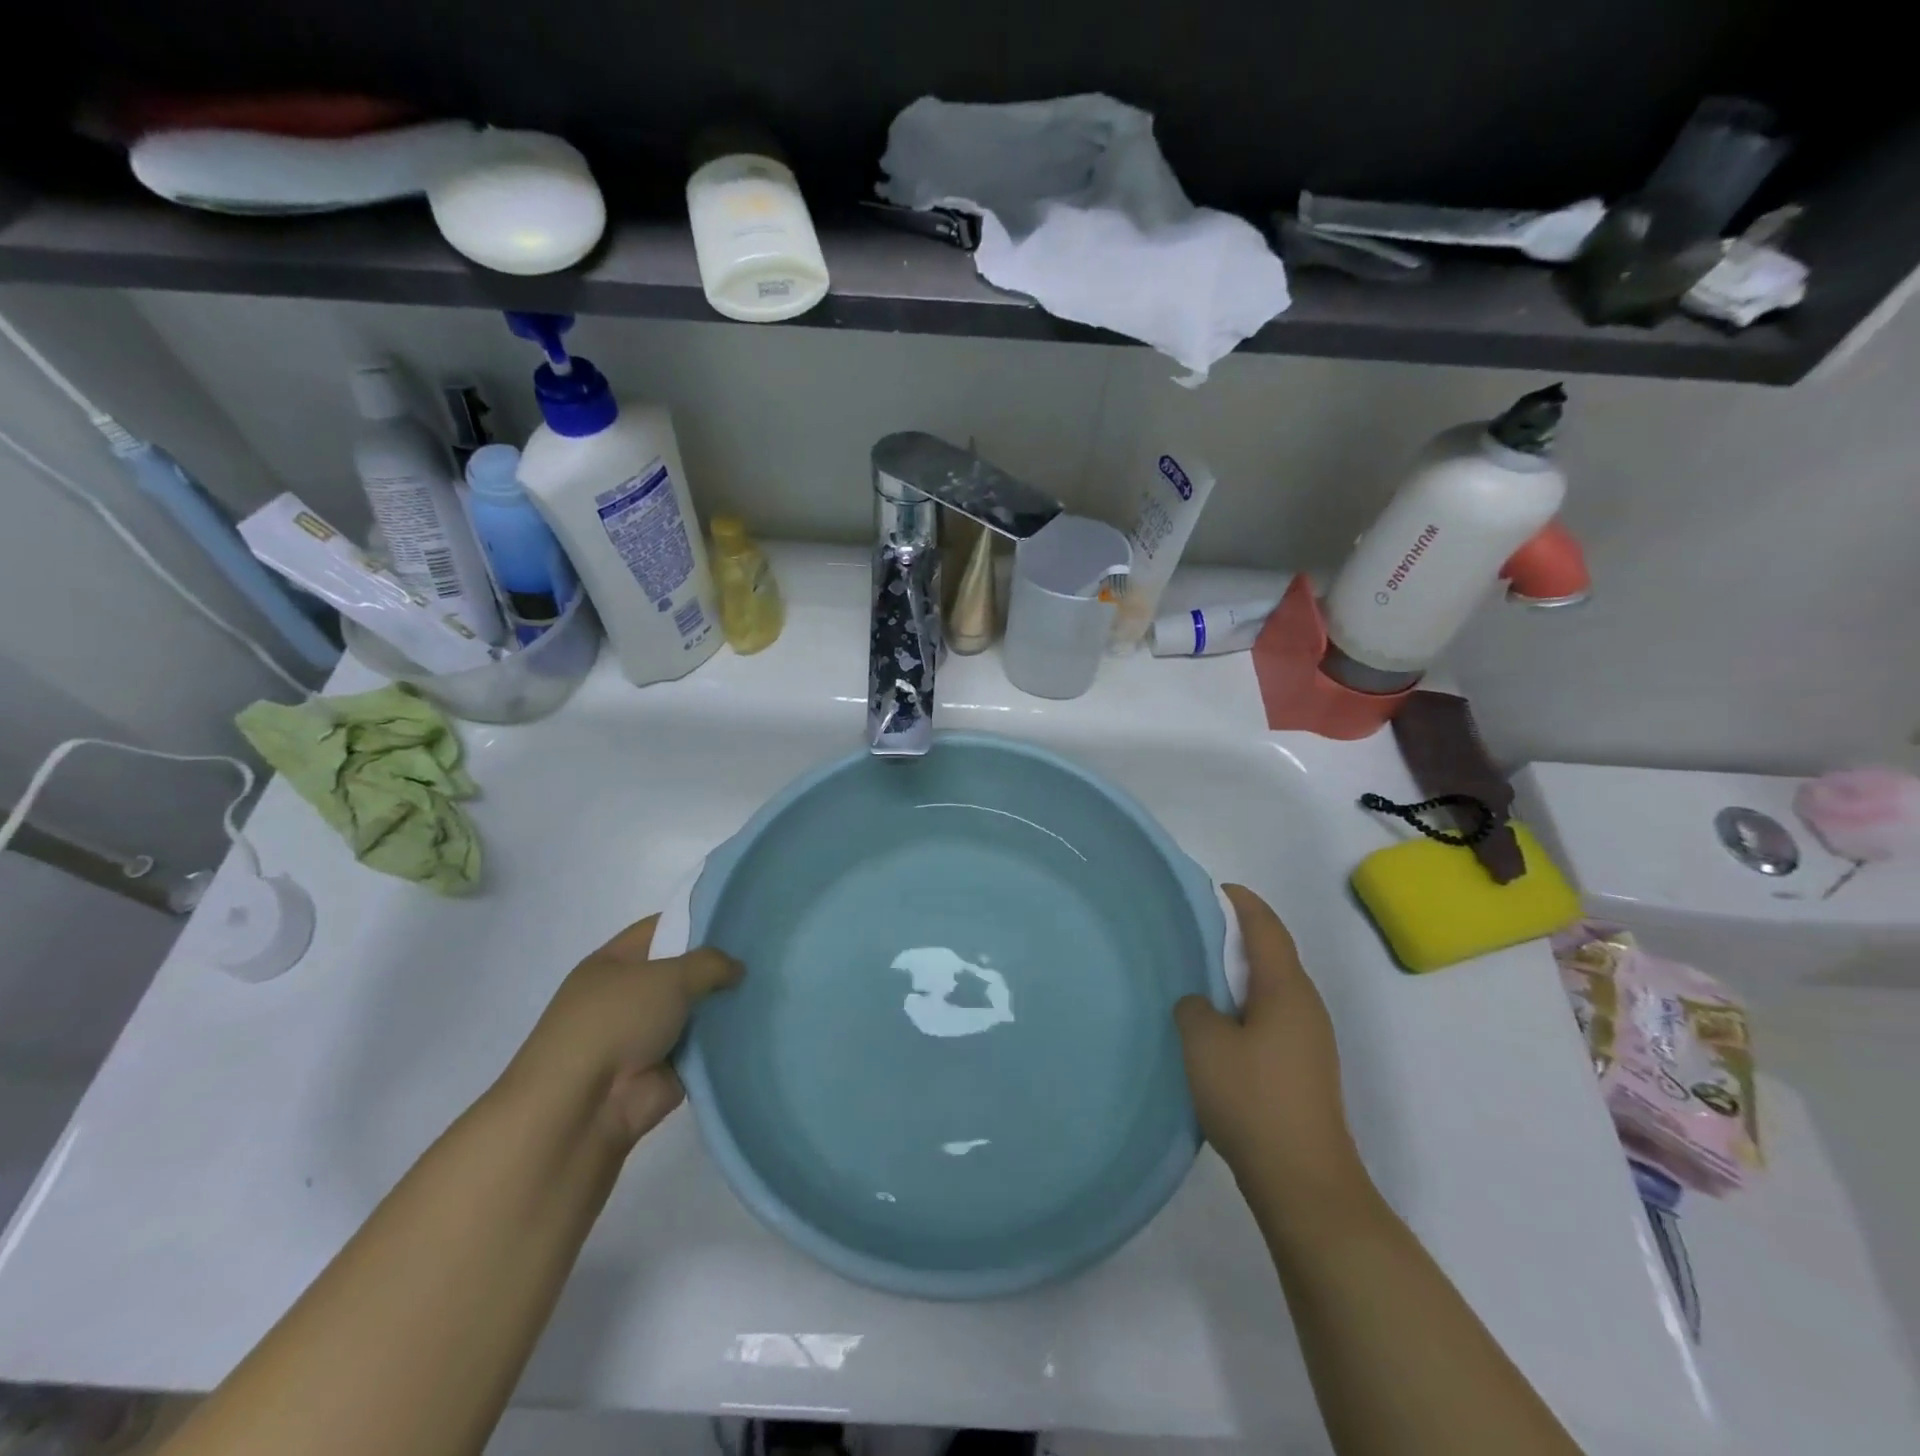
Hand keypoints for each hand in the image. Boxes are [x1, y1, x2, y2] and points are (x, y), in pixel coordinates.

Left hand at [505, 915, 742, 1146]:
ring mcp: (645, 1035)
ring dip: (724, 1007)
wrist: (584, 1107)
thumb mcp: (668, 976)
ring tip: (771, 989)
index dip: (697, 921)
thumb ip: (709, 964)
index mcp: (614, 963)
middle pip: (682, 971)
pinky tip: (760, 1026)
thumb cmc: (616, 1022)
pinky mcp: (664, 1070)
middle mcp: (627, 996)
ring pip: (695, 1011)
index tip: (738, 921)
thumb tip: (737, 969)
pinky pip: (702, 1048)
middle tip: (764, 956)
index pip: (661, 929)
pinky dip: (724, 1042)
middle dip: (718, 967)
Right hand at [1174, 885, 1359, 1192]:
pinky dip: (1246, 1006)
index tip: (1215, 889)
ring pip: (1272, 990)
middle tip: (1196, 931)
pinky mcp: (1304, 1070)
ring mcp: (1310, 1041)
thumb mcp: (1204, 1044)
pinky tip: (1218, 1026)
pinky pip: (1271, 1018)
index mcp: (1286, 990)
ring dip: (1240, 975)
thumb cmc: (1253, 1099)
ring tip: (1200, 975)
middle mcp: (1306, 1007)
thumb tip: (1200, 1004)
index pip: (1266, 928)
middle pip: (1273, 955)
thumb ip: (1194, 1008)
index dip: (1242, 903)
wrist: (1304, 1182)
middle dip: (1239, 936)